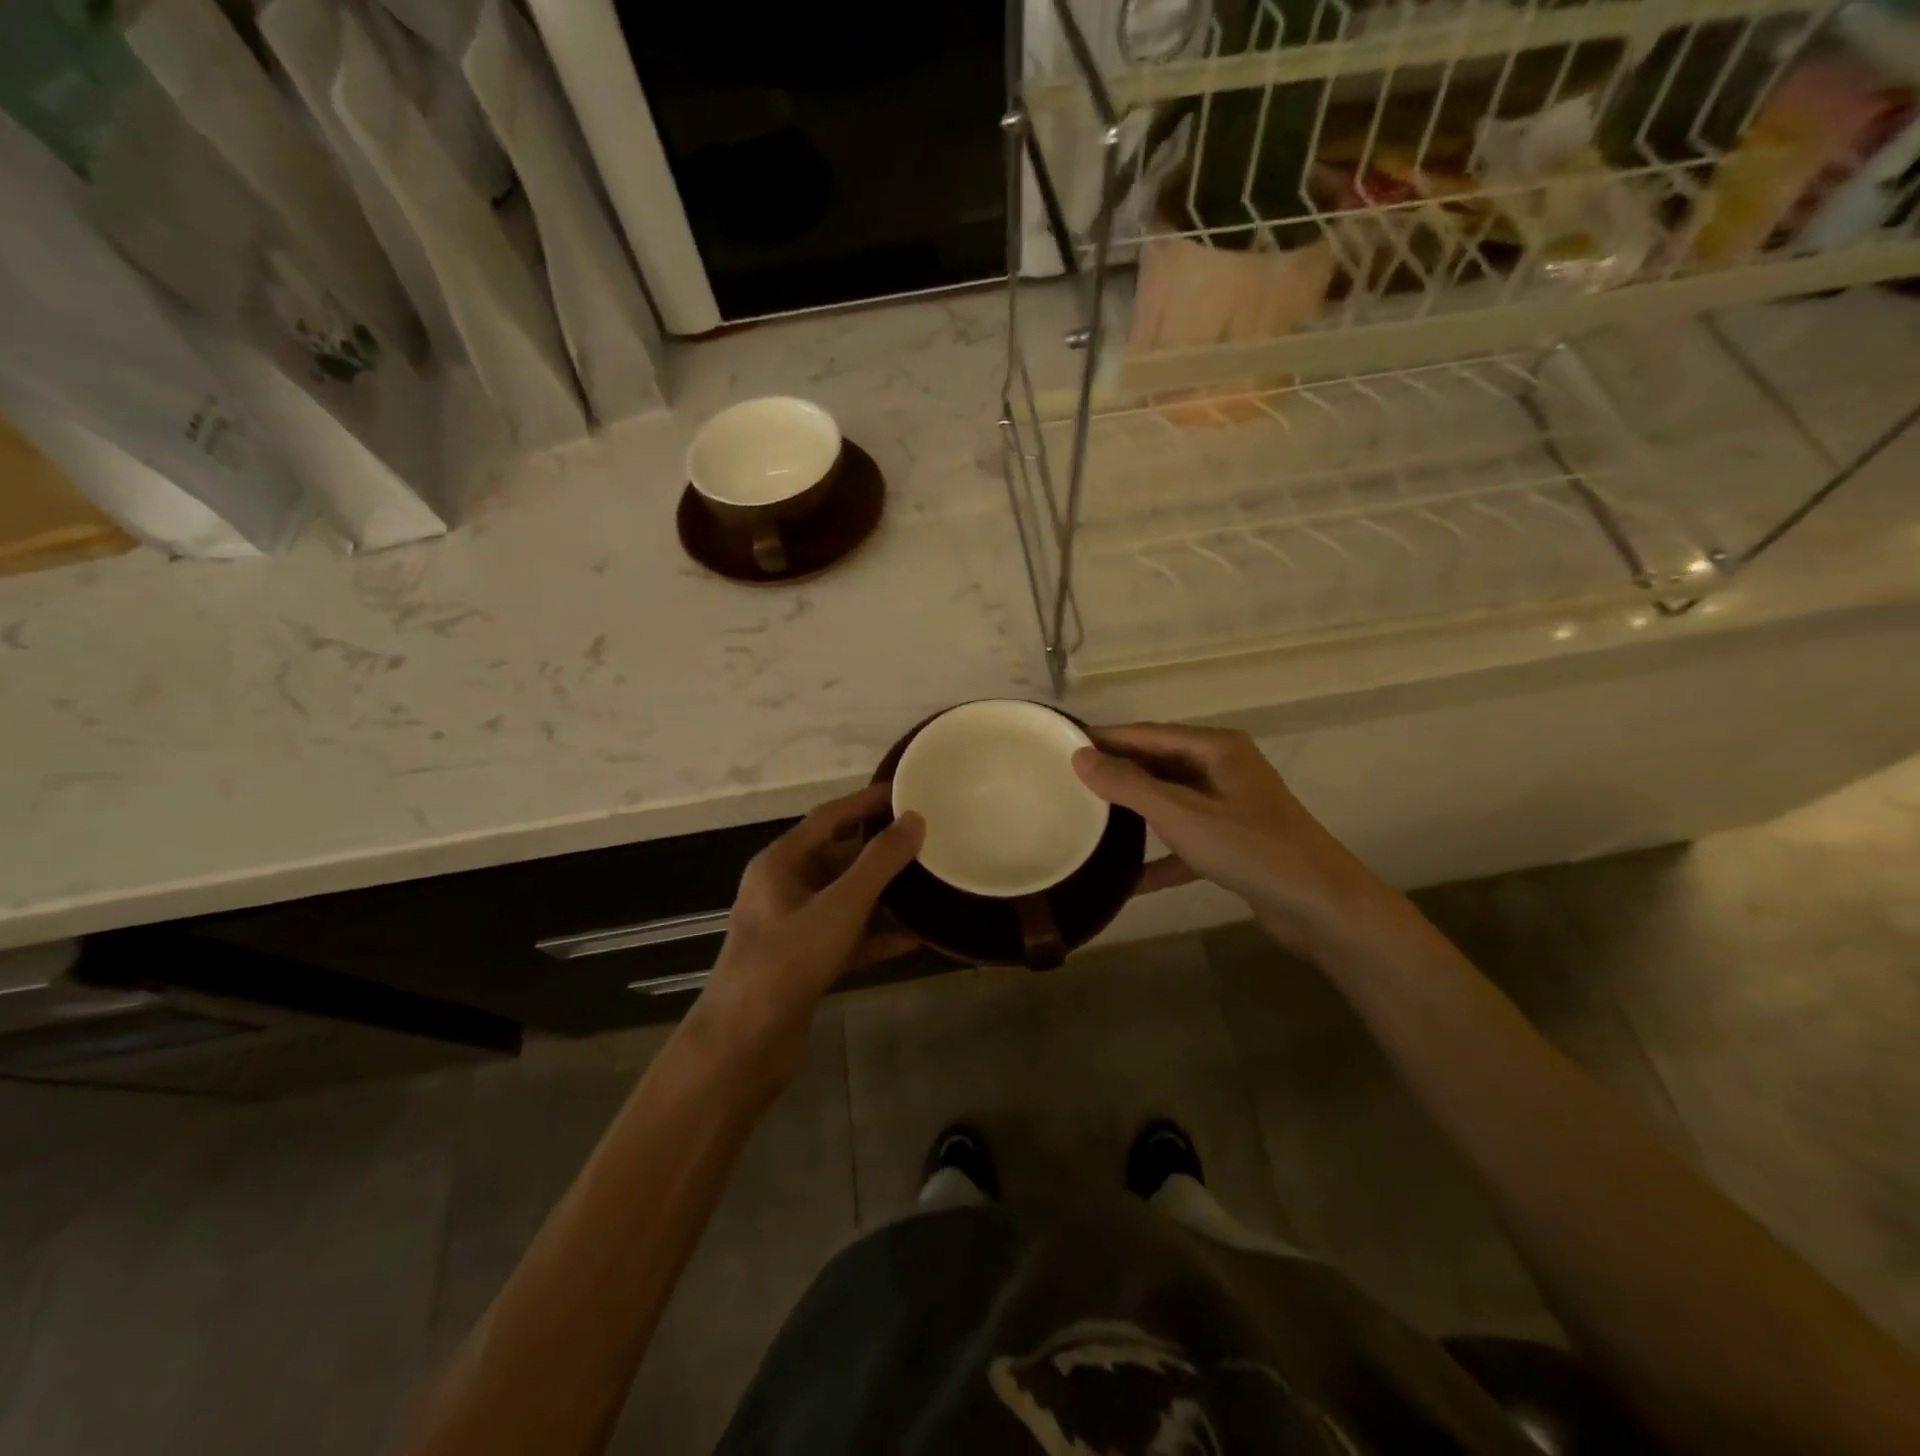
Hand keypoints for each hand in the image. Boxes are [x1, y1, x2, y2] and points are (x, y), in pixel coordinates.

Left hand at [692, 784, 923, 1088]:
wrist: (744, 1045)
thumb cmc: (787, 963)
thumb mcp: (839, 906)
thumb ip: (879, 862)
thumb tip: (914, 819)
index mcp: (780, 863)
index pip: (828, 818)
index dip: (866, 801)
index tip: (905, 790)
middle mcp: (783, 889)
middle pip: (837, 857)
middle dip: (879, 849)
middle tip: (925, 838)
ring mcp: (792, 928)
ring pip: (844, 898)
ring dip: (882, 892)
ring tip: (926, 881)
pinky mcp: (804, 963)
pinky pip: (847, 937)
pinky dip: (876, 935)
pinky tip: (915, 937)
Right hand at [1073, 723, 1394, 955]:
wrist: (1321, 906)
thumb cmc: (1250, 848)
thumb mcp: (1181, 814)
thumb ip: (1129, 785)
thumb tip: (1080, 756)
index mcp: (1216, 748)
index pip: (1148, 734)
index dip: (1106, 738)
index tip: (1063, 744)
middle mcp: (1223, 769)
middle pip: (1158, 764)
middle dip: (1117, 773)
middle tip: (1068, 782)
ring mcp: (1230, 807)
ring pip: (1170, 802)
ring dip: (1135, 813)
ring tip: (1089, 819)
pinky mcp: (1233, 844)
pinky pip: (1184, 842)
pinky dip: (1158, 857)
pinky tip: (1127, 879)